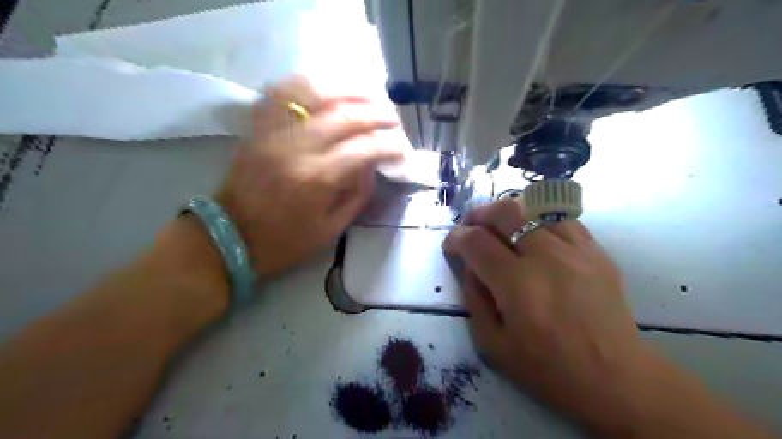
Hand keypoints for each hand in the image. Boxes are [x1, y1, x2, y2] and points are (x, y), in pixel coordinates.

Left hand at [216, 78, 399, 276]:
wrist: (230, 239)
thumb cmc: (284, 242)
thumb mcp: (331, 230)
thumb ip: (358, 195)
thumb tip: (374, 165)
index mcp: (317, 179)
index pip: (364, 149)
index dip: (390, 146)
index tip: (404, 149)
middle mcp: (296, 149)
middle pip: (345, 115)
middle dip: (378, 113)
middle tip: (395, 120)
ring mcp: (274, 133)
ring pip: (314, 93)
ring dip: (348, 90)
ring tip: (369, 96)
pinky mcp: (258, 129)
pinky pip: (281, 93)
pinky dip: (307, 84)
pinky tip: (327, 88)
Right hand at [446, 199, 654, 430]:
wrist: (615, 378)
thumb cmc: (548, 369)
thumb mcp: (492, 344)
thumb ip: (473, 298)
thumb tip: (470, 266)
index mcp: (517, 285)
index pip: (476, 241)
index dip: (456, 237)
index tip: (451, 244)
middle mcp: (546, 258)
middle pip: (506, 211)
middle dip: (480, 214)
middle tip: (472, 227)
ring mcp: (576, 251)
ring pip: (536, 208)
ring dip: (510, 214)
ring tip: (502, 228)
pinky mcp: (597, 252)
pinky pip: (562, 220)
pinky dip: (540, 221)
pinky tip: (535, 236)